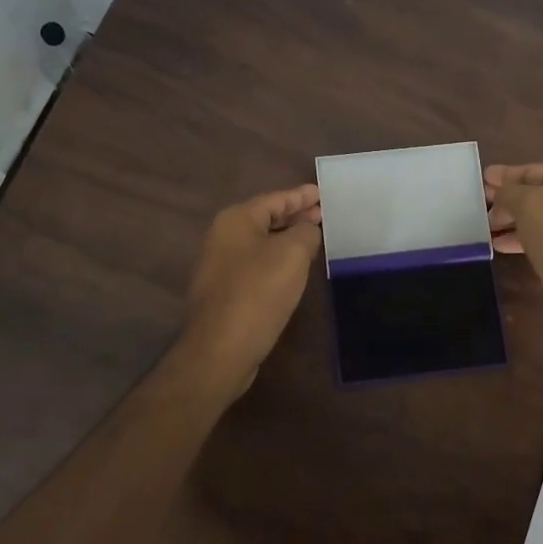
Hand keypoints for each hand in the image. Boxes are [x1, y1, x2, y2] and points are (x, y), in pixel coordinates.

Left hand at [182, 184, 322, 393]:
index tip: (322, 194)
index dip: (301, 195)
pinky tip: (293, 269)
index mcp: (236, 220)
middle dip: (295, 215)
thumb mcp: (292, 254)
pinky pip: (256, 264)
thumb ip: (305, 232)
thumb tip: (307, 230)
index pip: (275, 199)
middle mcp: (223, 237)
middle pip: (266, 218)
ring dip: (286, 239)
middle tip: (322, 215)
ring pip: (261, 242)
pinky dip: (277, 260)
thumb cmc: (258, 293)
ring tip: (313, 239)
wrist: (220, 349)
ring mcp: (220, 265)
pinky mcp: (224, 291)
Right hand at [485, 163, 542, 353]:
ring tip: (484, 228)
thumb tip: (499, 193)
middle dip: (507, 200)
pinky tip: (500, 246)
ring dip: (511, 222)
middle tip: (478, 206)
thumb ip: (510, 192)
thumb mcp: (531, 205)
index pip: (534, 170)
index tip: (481, 179)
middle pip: (537, 194)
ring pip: (539, 220)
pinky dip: (521, 240)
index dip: (506, 174)